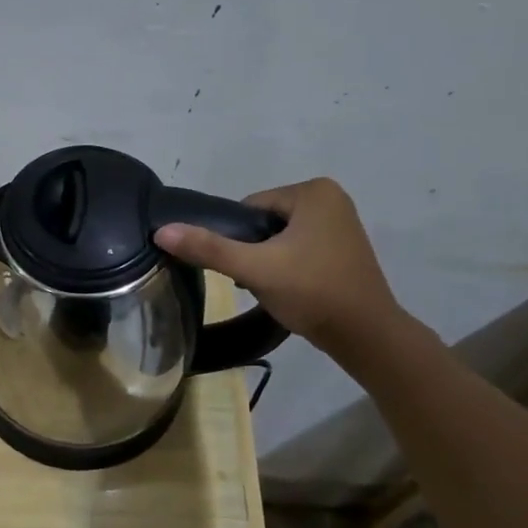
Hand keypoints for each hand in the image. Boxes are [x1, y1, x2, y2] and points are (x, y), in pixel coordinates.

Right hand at [154, 177, 404, 354]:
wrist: (366, 336)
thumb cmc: (312, 292)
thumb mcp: (254, 269)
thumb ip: (208, 248)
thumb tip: (161, 231)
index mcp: (313, 191)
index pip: (249, 207)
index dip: (237, 238)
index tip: (244, 267)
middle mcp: (331, 198)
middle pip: (264, 221)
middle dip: (254, 250)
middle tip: (257, 280)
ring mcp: (341, 222)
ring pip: (280, 237)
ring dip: (269, 260)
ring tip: (274, 287)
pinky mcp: (344, 247)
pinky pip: (300, 247)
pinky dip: (289, 266)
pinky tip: (291, 289)